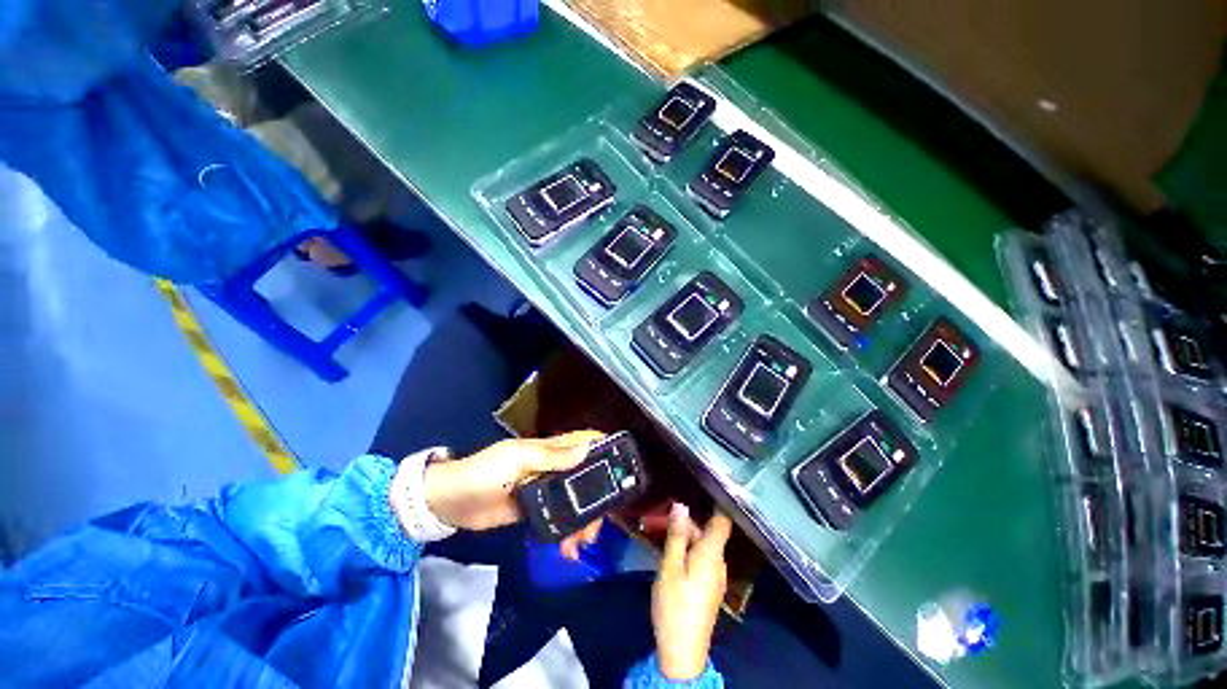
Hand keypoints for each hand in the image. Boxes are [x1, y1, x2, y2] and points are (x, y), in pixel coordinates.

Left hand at [423, 431, 605, 559]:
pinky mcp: (535, 512)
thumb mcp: (516, 459)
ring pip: (575, 501)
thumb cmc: (483, 472)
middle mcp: (552, 468)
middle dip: (597, 497)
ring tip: (580, 544)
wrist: (449, 503)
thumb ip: (551, 456)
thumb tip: (588, 449)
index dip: (604, 447)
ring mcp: (544, 491)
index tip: (623, 464)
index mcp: (549, 450)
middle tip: (600, 522)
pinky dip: (566, 533)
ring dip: (583, 520)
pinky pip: (559, 520)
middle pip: (585, 477)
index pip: (583, 442)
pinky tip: (567, 549)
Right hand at [651, 504, 731, 681]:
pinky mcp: (709, 586)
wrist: (682, 651)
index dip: (718, 502)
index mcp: (711, 554)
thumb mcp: (670, 566)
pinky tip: (671, 550)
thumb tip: (680, 506)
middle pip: (708, 532)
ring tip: (664, 528)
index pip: (723, 521)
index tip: (706, 484)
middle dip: (689, 522)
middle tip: (665, 513)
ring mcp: (715, 576)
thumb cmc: (675, 604)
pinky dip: (688, 549)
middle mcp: (718, 562)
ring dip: (686, 536)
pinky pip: (701, 558)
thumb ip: (676, 535)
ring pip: (703, 545)